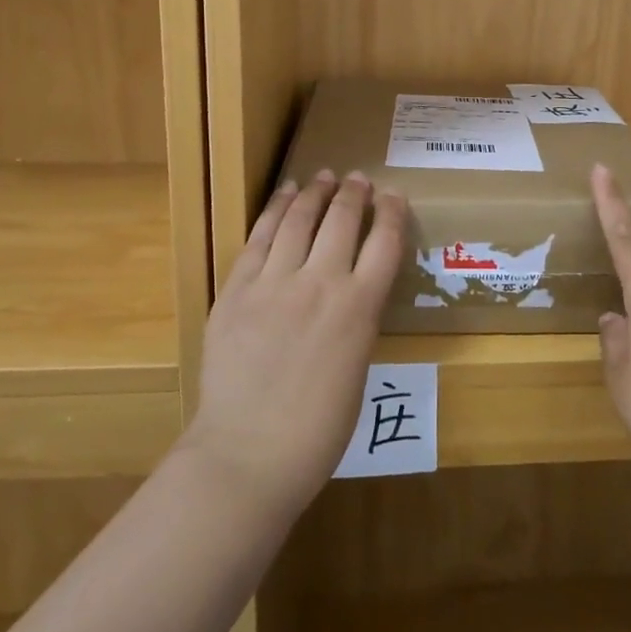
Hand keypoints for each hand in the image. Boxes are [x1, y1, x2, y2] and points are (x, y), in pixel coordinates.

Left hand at [183, 171, 405, 519]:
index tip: (393, 196)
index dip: (392, 212)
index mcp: (360, 308)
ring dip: (314, 193)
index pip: (385, 242)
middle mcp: (321, 283)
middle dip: (354, 193)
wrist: (247, 455)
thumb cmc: (317, 430)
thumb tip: (351, 294)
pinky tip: (284, 196)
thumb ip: (356, 322)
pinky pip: (259, 238)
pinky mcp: (236, 290)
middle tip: (358, 179)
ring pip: (299, 220)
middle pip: (342, 220)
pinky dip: (275, 211)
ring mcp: (274, 283)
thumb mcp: (358, 369)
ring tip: (323, 177)